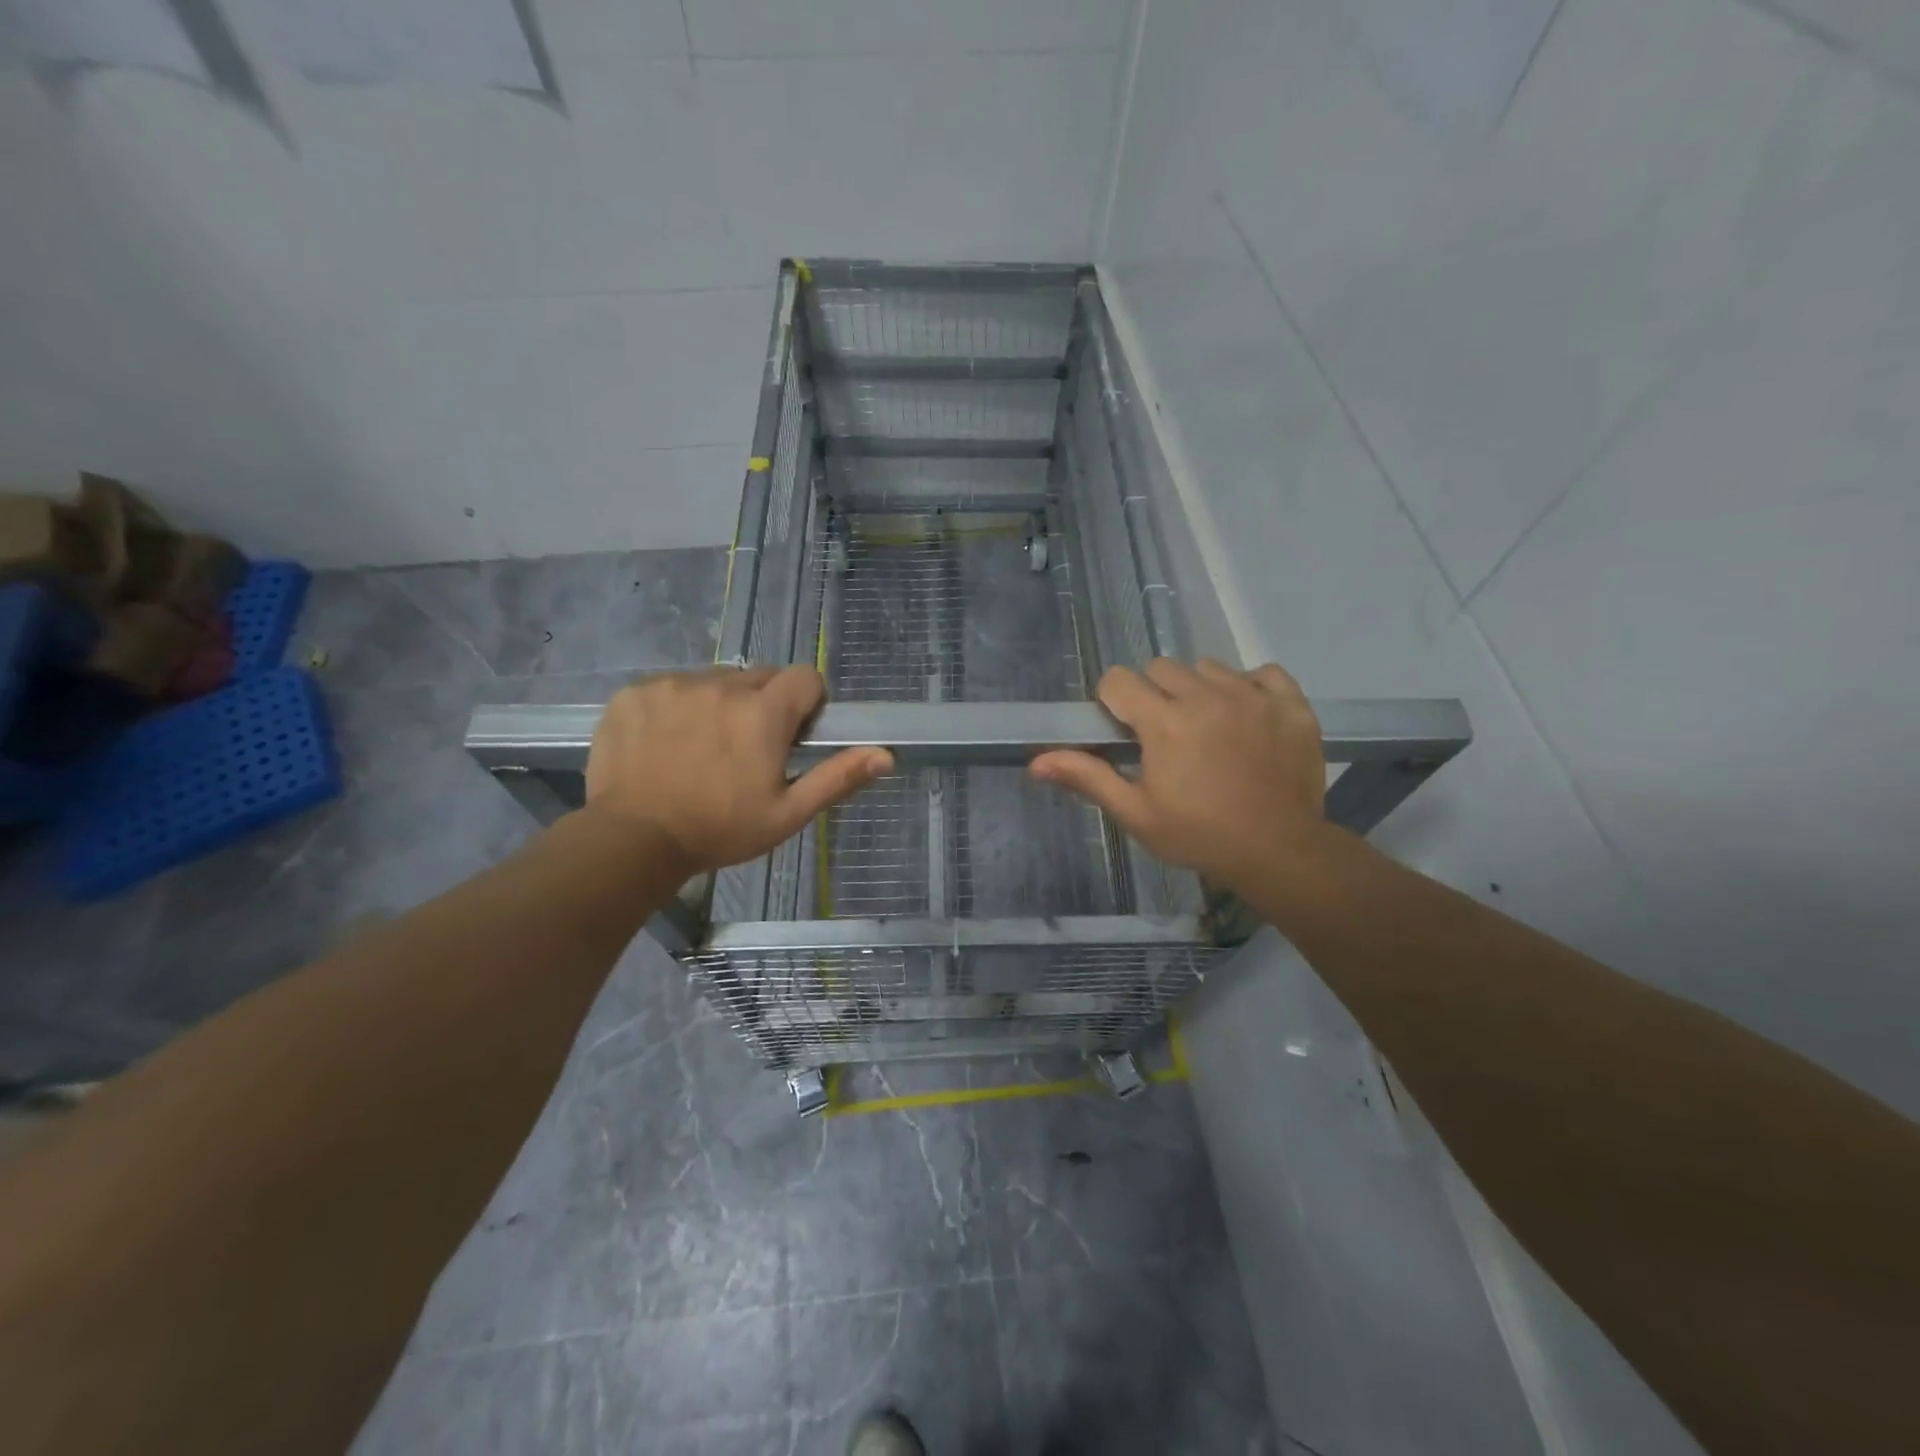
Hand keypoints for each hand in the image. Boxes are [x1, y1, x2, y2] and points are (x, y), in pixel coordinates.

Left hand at [585, 667, 891, 876]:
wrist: (632, 840)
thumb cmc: (720, 830)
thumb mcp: (787, 813)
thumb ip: (837, 777)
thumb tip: (886, 755)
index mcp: (763, 712)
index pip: (805, 677)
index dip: (807, 703)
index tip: (792, 736)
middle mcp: (721, 686)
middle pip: (760, 676)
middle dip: (764, 704)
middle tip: (747, 749)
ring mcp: (673, 685)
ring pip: (715, 680)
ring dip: (720, 703)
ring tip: (702, 748)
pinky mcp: (635, 692)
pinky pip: (671, 686)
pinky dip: (677, 707)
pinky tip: (666, 744)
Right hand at [1030, 659, 1330, 893]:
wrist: (1278, 852)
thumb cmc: (1197, 835)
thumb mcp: (1136, 812)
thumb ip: (1088, 777)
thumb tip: (1036, 762)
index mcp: (1164, 722)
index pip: (1119, 679)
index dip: (1114, 701)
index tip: (1125, 729)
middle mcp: (1207, 697)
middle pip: (1162, 668)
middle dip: (1154, 694)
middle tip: (1165, 734)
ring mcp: (1253, 696)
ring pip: (1209, 668)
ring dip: (1199, 690)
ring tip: (1208, 728)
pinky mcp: (1290, 704)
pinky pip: (1262, 673)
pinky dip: (1250, 688)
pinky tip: (1247, 718)